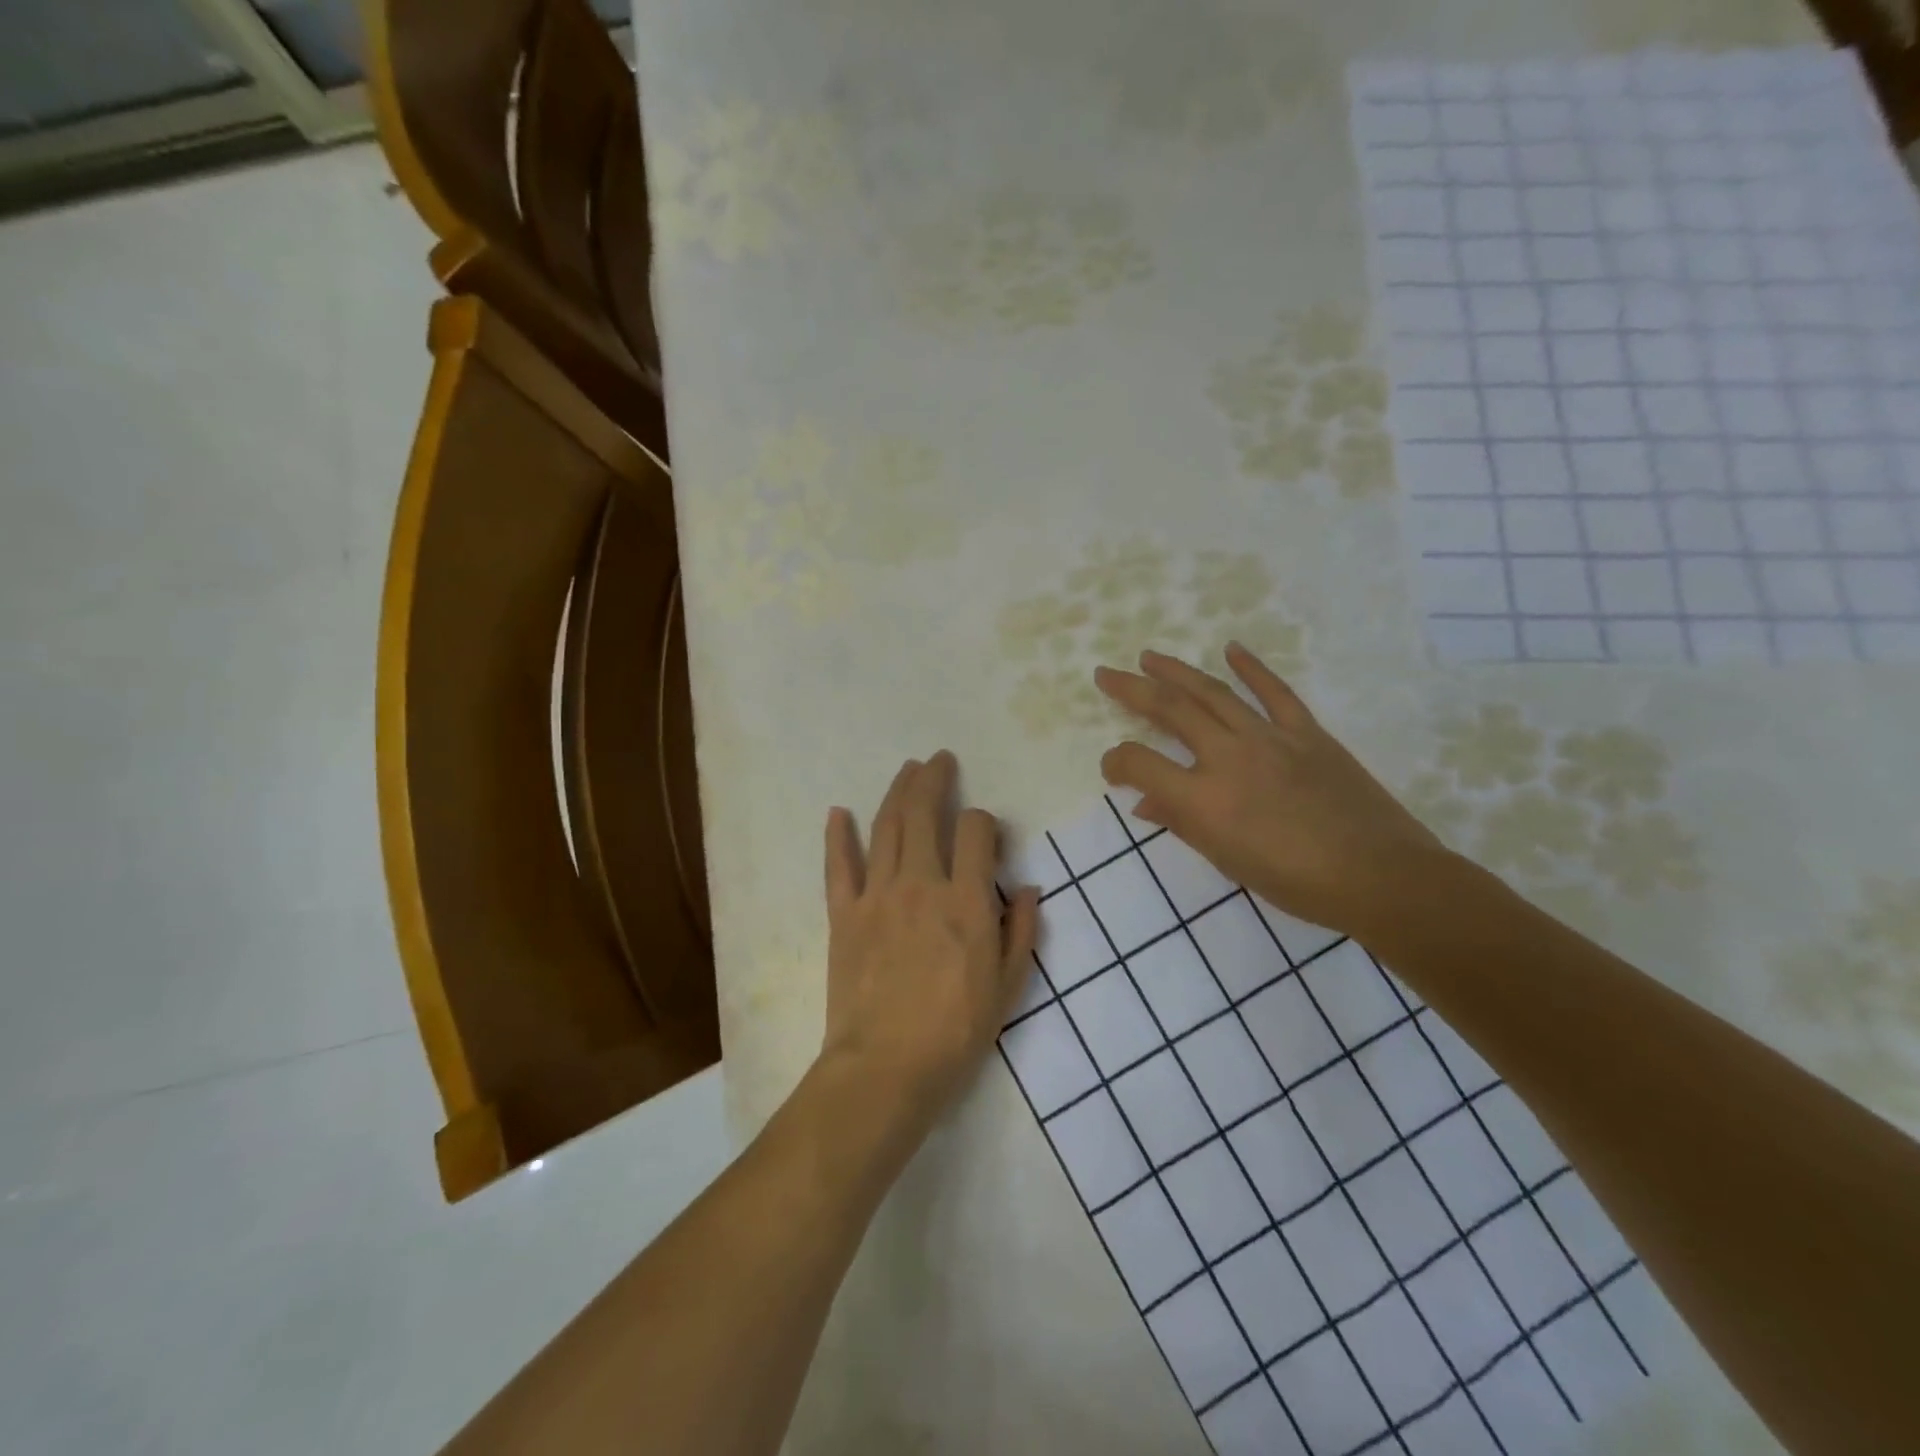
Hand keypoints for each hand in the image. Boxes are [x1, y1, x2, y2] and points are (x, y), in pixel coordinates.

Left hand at [819, 752, 1039, 1132]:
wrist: (885, 1068)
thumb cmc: (955, 1032)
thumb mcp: (1007, 988)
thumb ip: (1022, 932)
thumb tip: (1031, 889)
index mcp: (967, 901)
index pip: (977, 832)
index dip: (984, 822)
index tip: (986, 832)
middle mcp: (921, 884)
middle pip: (924, 814)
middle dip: (934, 780)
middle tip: (938, 760)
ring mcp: (877, 896)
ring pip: (886, 828)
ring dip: (897, 792)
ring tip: (907, 770)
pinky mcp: (844, 914)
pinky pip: (838, 866)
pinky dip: (838, 836)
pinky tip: (839, 812)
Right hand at [1094, 645, 1444, 938]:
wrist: (1378, 875)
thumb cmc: (1295, 882)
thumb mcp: (1226, 861)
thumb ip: (1182, 823)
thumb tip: (1145, 801)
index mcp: (1203, 799)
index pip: (1140, 764)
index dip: (1116, 761)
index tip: (1112, 768)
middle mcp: (1228, 757)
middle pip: (1170, 710)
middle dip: (1131, 689)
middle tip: (1106, 674)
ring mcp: (1269, 738)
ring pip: (1213, 692)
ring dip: (1177, 670)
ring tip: (1150, 657)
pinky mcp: (1306, 732)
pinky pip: (1275, 692)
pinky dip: (1252, 668)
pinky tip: (1231, 648)